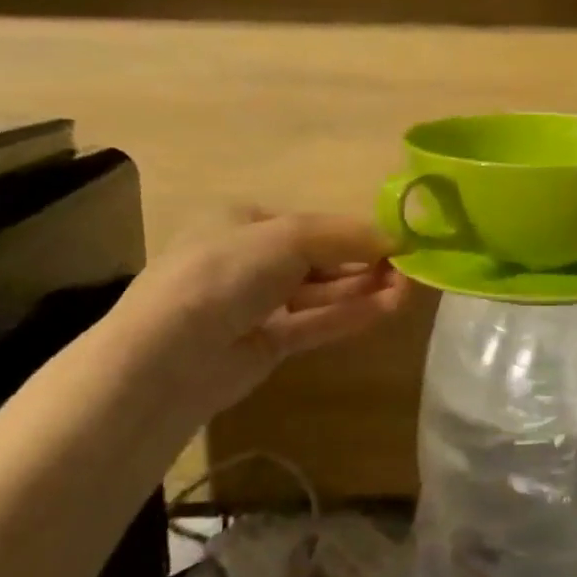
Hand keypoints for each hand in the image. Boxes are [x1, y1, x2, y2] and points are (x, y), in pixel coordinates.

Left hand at [113, 212, 408, 419]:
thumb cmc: (224, 273)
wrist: (167, 355)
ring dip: (363, 289)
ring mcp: (256, 304)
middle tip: (409, 269)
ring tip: (408, 290)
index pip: (310, 224)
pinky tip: (388, 309)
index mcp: (242, 221)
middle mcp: (248, 260)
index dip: (353, 231)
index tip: (396, 240)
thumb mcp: (287, 237)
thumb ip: (344, 236)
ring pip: (320, 293)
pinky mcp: (266, 344)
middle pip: (319, 258)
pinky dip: (349, 315)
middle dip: (363, 261)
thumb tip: (396, 238)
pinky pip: (315, 323)